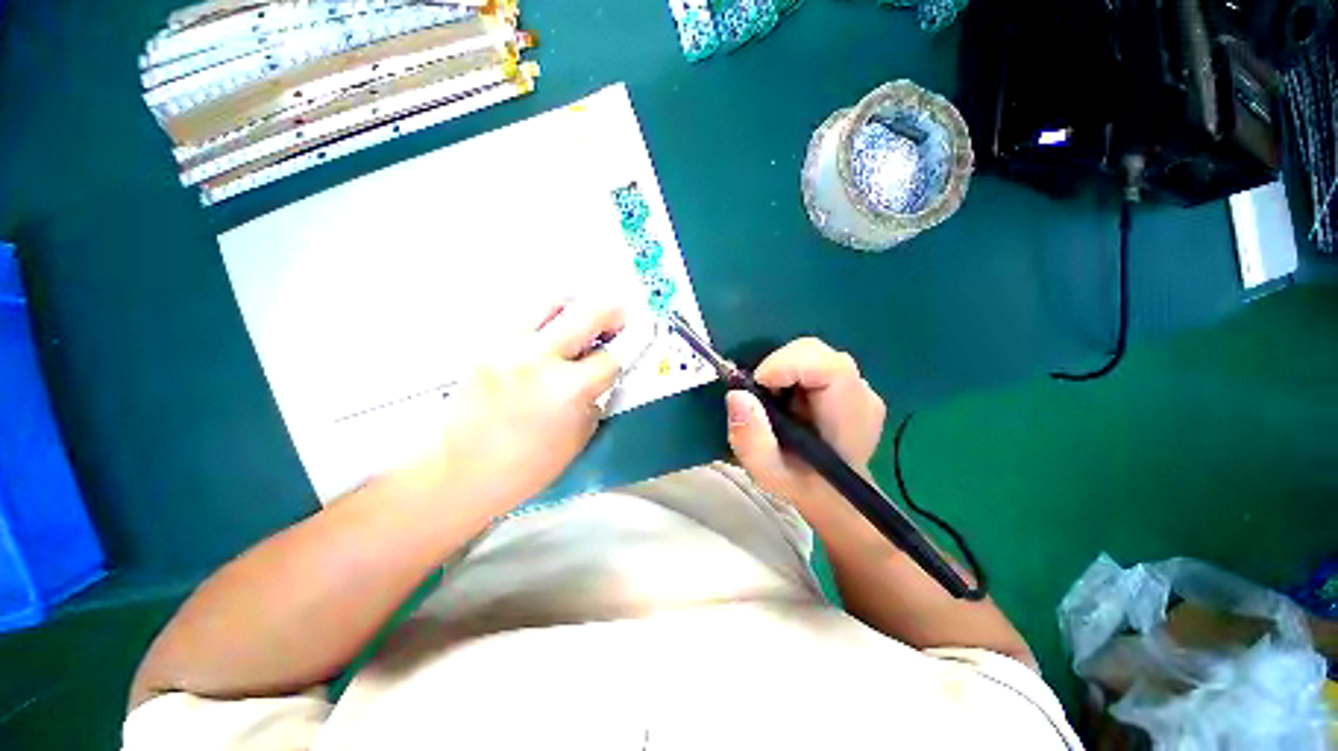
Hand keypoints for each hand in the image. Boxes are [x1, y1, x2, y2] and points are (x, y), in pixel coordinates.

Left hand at [406, 299, 624, 513]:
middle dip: (613, 312)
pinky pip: (524, 316)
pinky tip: (550, 335)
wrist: (459, 473)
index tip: (633, 344)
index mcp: (568, 390)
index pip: (611, 357)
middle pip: (588, 313)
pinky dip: (545, 318)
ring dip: (576, 306)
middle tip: (620, 316)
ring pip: (552, 301)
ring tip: (582, 320)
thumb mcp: (579, 436)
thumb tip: (604, 373)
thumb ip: (595, 398)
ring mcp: (508, 347)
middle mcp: (539, 359)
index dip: (627, 351)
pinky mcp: (486, 345)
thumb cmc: (525, 467)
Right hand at [726, 338, 886, 509]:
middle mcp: (861, 393)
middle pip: (815, 353)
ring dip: (782, 371)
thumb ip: (751, 440)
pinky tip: (787, 401)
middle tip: (760, 398)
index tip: (757, 385)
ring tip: (773, 404)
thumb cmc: (803, 485)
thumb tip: (737, 395)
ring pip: (812, 354)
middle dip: (778, 366)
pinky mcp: (849, 382)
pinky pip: (813, 362)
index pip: (828, 366)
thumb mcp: (768, 473)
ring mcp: (858, 385)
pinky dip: (790, 374)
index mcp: (850, 416)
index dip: (786, 364)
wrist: (834, 494)